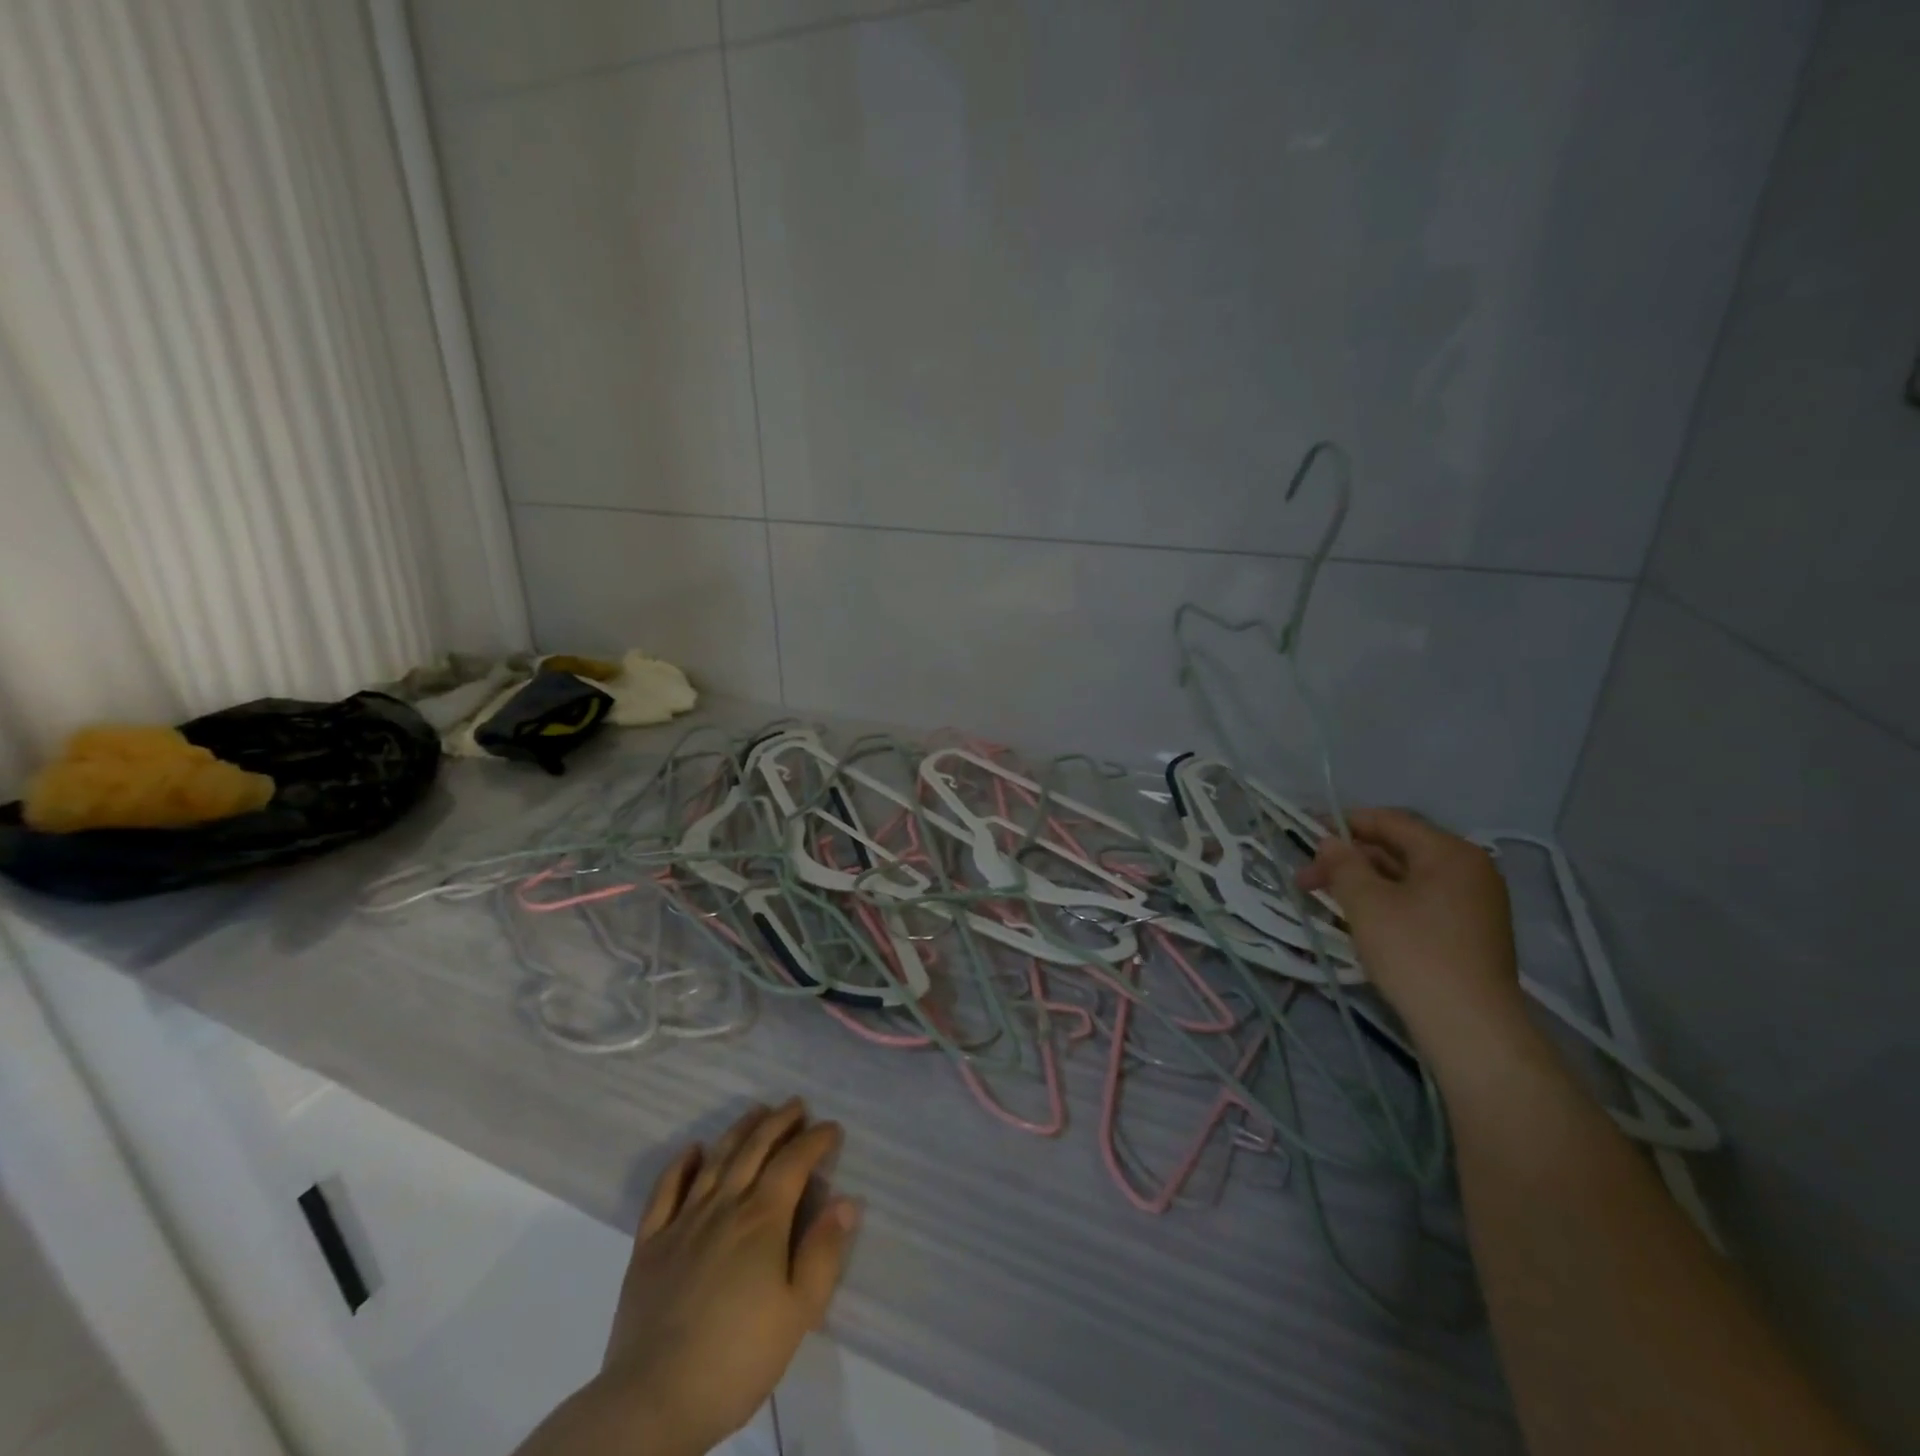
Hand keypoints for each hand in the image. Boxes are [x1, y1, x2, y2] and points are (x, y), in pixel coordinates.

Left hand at [592, 1100, 858, 1455]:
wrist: (652, 1402)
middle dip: (779, 1122)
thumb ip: (823, 1253)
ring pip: (715, 1161)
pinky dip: (680, 1165)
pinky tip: (692, 1149)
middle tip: (797, 1105)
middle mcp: (724, 1206)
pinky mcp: (649, 1245)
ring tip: (756, 1111)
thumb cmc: (737, 1360)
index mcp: (762, 1219)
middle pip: (754, 1149)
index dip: (815, 1140)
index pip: (794, 1162)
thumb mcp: (798, 1314)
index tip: (831, 1128)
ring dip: (739, 1130)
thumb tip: (845, 1201)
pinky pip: (664, 1192)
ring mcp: (682, 1222)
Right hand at [1298, 808, 1525, 1055]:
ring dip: (1362, 884)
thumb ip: (1343, 865)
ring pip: (1405, 879)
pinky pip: (1419, 902)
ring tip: (1323, 899)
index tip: (1304, 831)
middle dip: (1348, 860)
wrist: (1470, 1027)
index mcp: (1450, 853)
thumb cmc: (1415, 952)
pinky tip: (1356, 919)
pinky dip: (1385, 903)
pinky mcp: (1469, 933)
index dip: (1343, 823)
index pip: (1389, 821)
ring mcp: (1473, 904)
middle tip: (1305, 878)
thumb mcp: (1367, 902)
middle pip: (1397, 850)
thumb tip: (1330, 843)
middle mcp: (1469, 870)